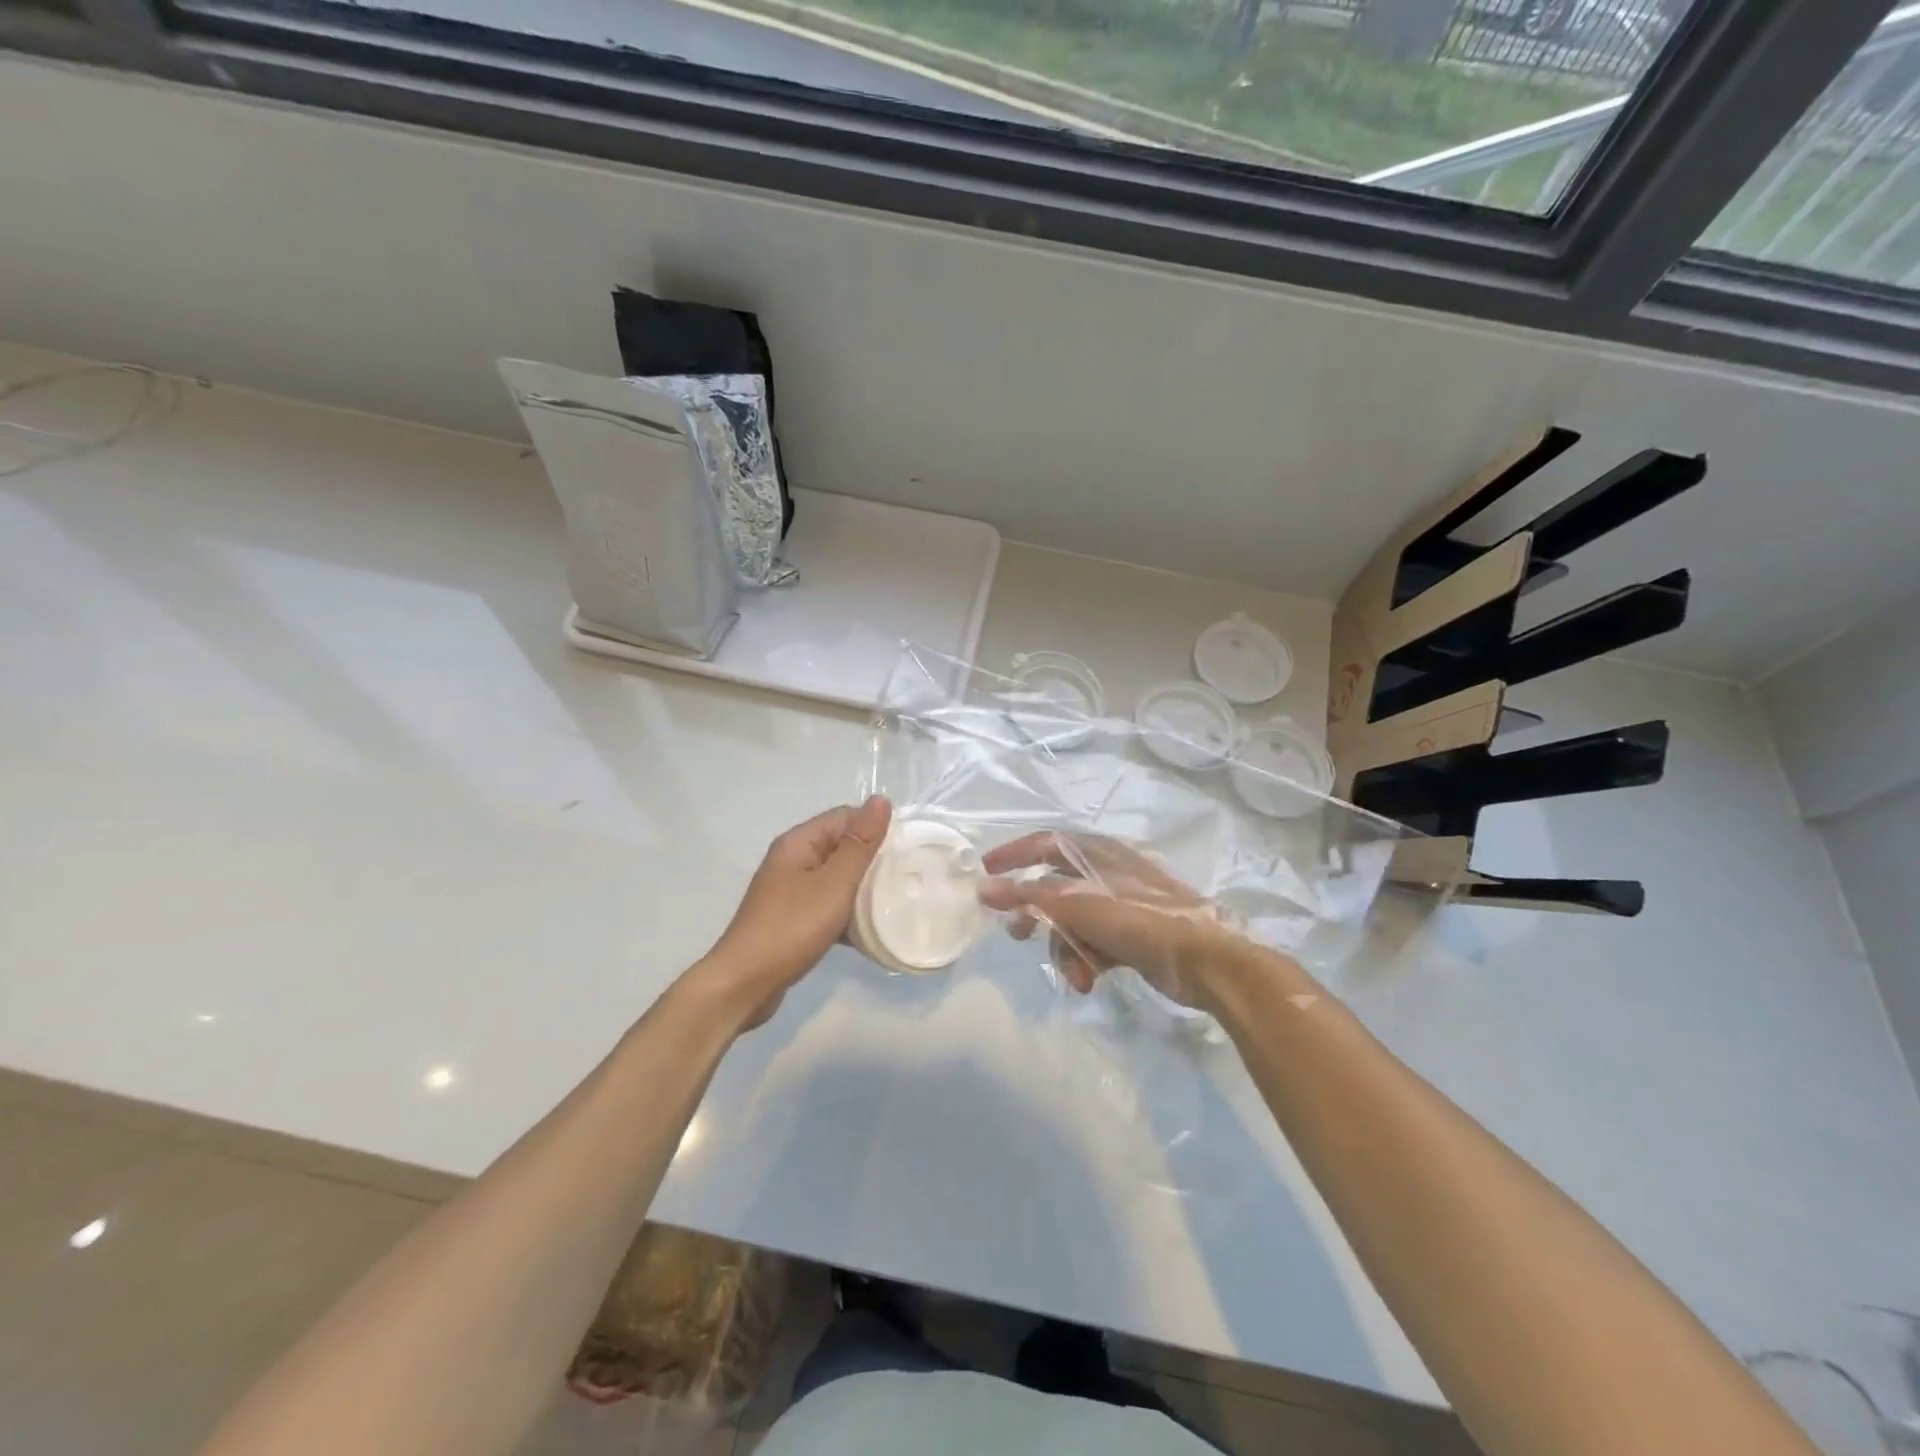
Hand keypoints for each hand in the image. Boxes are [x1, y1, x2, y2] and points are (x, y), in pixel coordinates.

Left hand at [701, 796, 891, 1028]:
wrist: (745, 984)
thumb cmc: (792, 927)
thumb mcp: (834, 883)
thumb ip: (859, 844)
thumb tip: (881, 800)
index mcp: (799, 843)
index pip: (845, 817)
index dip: (876, 827)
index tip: (908, 847)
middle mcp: (793, 860)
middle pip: (842, 846)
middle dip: (873, 858)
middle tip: (907, 875)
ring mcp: (790, 891)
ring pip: (837, 878)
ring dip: (863, 888)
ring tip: (895, 901)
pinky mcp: (793, 920)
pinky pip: (828, 905)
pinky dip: (848, 913)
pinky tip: (870, 931)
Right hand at [979, 831, 1237, 1008]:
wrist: (1207, 959)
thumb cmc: (1138, 920)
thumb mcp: (1076, 905)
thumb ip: (1028, 896)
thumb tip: (983, 888)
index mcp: (1096, 851)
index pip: (1044, 843)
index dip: (1013, 855)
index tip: (985, 873)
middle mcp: (1108, 871)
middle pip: (1056, 888)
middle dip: (1037, 916)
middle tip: (1018, 936)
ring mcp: (1123, 903)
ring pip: (1075, 922)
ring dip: (1067, 949)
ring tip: (1074, 975)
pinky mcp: (1134, 934)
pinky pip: (1096, 942)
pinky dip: (1088, 960)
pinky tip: (1090, 982)